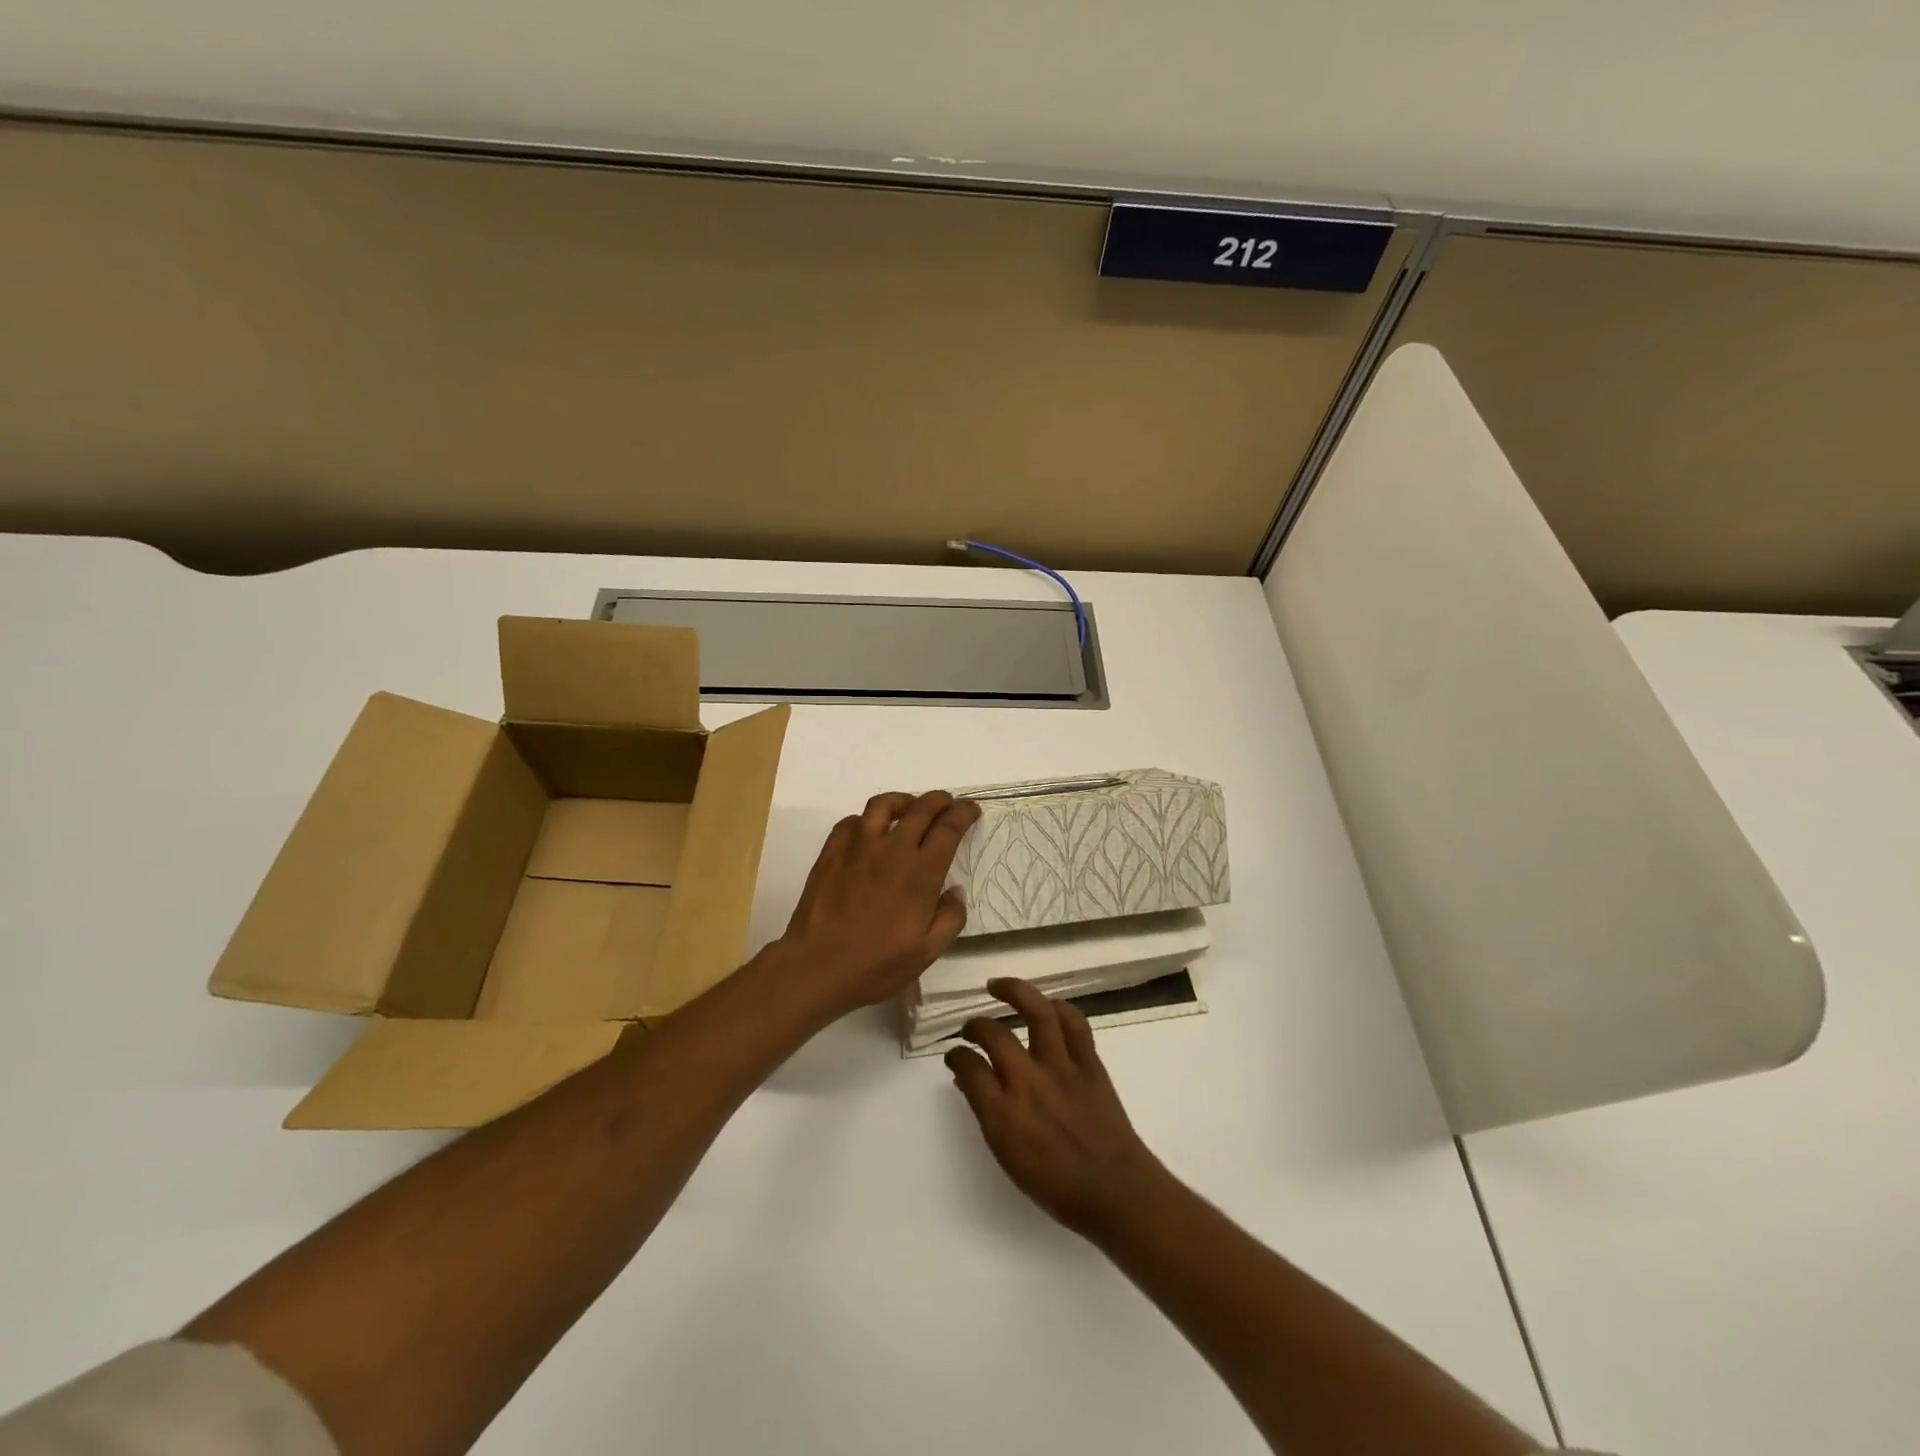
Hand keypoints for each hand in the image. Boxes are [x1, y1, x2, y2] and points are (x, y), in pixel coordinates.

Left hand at [776, 790, 980, 1017]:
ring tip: (909, 809)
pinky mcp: (832, 852)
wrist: (818, 966)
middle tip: (947, 804)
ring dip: (903, 801)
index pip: (948, 827)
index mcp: (921, 872)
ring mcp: (858, 847)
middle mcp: (893, 849)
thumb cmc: (877, 964)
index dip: (963, 813)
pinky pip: (851, 821)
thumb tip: (954, 891)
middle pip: (921, 808)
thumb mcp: (928, 952)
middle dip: (940, 800)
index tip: (971, 809)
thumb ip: (950, 918)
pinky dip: (866, 820)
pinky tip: (869, 832)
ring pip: (883, 804)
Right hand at [947, 979, 1173, 1241]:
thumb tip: (970, 1080)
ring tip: (998, 985)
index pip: (969, 1068)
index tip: (955, 1055)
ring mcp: (1062, 1068)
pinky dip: (1058, 1007)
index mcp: (1004, 1114)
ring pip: (1037, 1012)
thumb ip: (987, 1113)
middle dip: (975, 1025)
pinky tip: (1046, 1004)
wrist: (1115, 1191)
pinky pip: (1073, 1023)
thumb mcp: (1008, 1157)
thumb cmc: (1057, 1186)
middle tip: (970, 1027)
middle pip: (994, 1034)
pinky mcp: (1089, 1063)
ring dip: (1014, 992)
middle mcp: (1029, 1082)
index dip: (957, 1056)